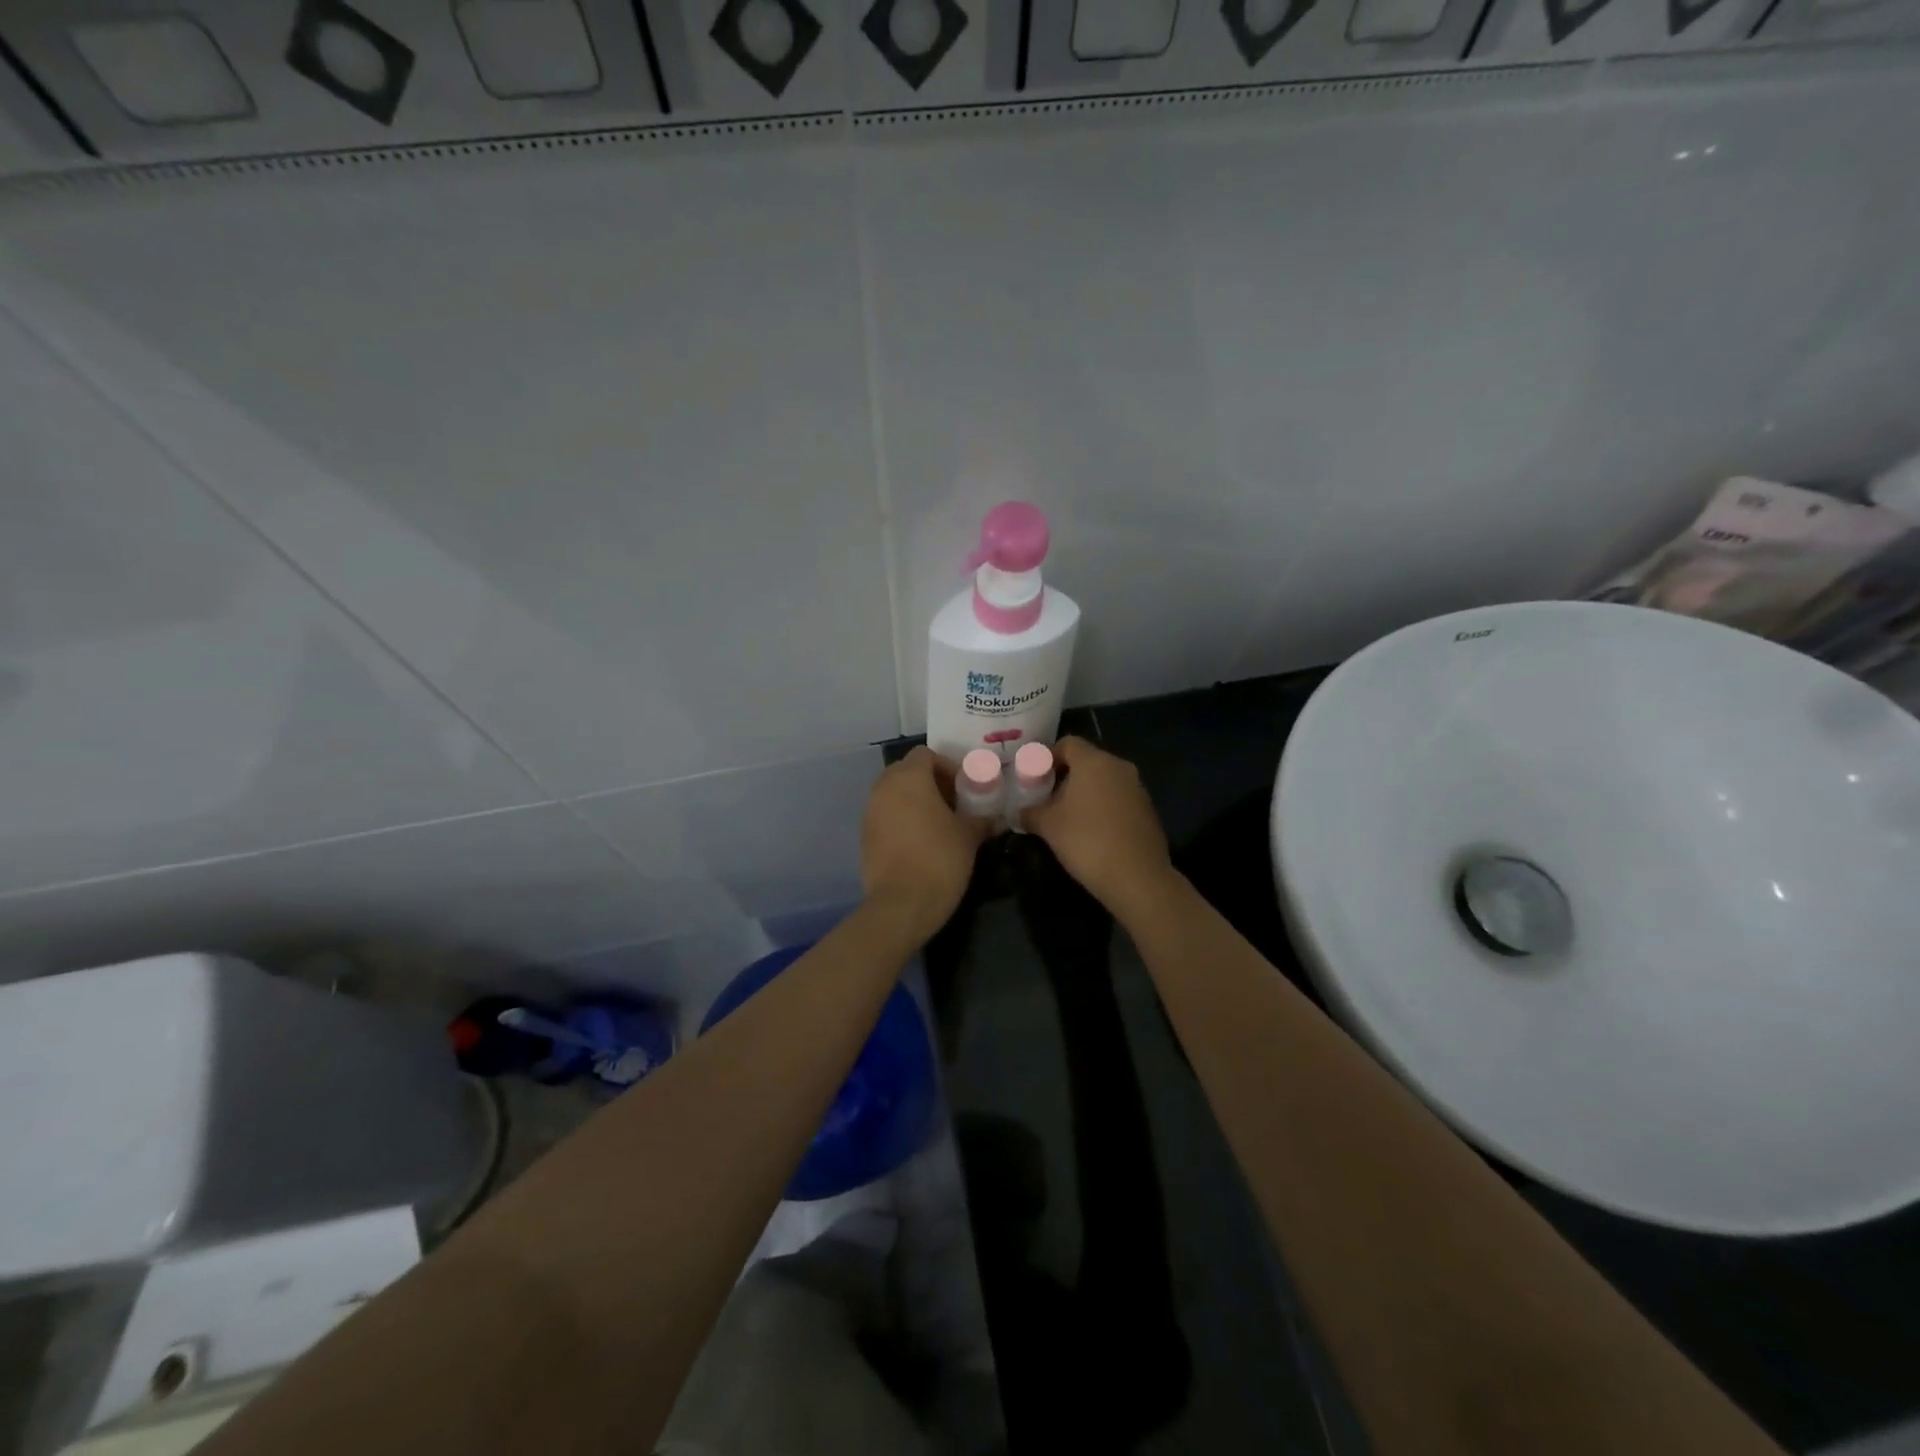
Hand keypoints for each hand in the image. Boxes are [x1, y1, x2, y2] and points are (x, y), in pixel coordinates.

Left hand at [861, 747, 994, 940]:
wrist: (902, 904)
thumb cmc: (940, 859)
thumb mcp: (969, 836)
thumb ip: (982, 819)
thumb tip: (996, 817)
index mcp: (908, 778)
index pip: (926, 754)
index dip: (947, 767)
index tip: (964, 788)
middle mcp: (883, 787)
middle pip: (907, 771)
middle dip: (930, 783)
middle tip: (953, 804)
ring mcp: (869, 812)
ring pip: (894, 794)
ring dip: (915, 801)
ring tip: (939, 824)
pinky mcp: (864, 835)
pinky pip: (885, 815)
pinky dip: (902, 819)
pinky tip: (920, 842)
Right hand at [1023, 737, 1174, 911]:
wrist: (1137, 877)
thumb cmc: (1086, 841)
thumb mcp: (1048, 826)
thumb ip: (1030, 812)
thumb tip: (1019, 811)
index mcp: (1094, 762)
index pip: (1068, 743)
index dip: (1048, 756)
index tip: (1034, 776)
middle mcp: (1119, 767)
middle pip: (1087, 761)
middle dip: (1065, 776)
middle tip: (1046, 798)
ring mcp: (1137, 788)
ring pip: (1104, 780)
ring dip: (1085, 792)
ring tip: (1067, 816)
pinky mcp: (1147, 810)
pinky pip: (1119, 798)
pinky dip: (1103, 806)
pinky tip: (1092, 831)